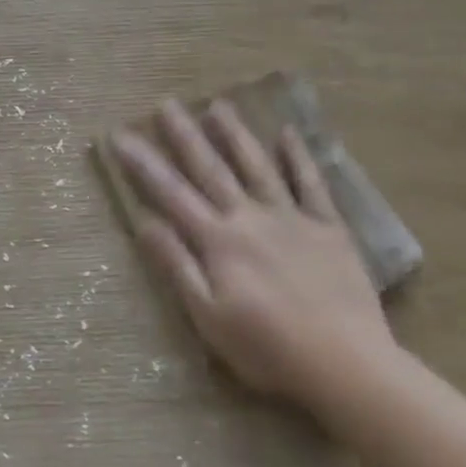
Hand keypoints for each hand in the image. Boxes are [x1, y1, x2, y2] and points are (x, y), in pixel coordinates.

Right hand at [113, 98, 397, 416]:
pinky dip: (299, 157)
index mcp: (218, 241)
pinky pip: (311, 184)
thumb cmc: (267, 348)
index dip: (143, 163)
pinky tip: (288, 132)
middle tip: (166, 103)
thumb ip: (177, 265)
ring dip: (236, 134)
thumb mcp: (207, 316)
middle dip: (185, 135)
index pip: (171, 193)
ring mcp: (292, 218)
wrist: (345, 363)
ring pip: (258, 166)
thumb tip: (145, 221)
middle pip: (211, 169)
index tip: (120, 135)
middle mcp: (250, 217)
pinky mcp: (329, 227)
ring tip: (218, 104)